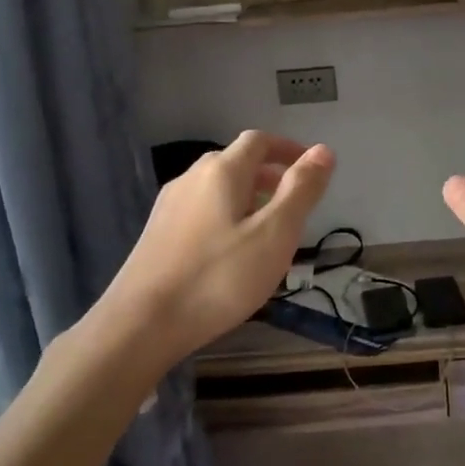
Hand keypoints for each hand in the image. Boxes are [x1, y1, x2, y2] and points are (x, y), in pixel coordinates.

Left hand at [99, 131, 334, 362]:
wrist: (141, 324)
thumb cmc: (218, 277)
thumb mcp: (275, 234)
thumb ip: (301, 191)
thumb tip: (323, 150)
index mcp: (221, 172)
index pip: (258, 141)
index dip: (287, 148)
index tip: (311, 167)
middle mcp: (191, 178)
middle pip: (235, 162)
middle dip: (268, 174)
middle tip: (294, 202)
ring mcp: (169, 206)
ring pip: (216, 188)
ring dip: (247, 196)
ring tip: (267, 229)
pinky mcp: (157, 234)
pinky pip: (201, 210)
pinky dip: (226, 215)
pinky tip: (231, 250)